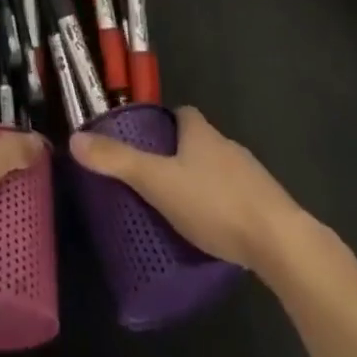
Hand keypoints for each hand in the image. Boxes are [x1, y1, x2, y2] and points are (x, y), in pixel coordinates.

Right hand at [70, 105, 321, 272]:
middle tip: (155, 182)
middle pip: (200, 142)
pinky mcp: (269, 207)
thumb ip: (118, 162)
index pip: (183, 113)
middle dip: (180, 157)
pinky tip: (213, 232)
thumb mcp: (157, 182)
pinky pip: (239, 199)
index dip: (165, 124)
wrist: (281, 243)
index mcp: (201, 133)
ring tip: (180, 210)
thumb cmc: (215, 203)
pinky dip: (224, 208)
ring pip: (220, 171)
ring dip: (203, 184)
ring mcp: (252, 176)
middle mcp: (228, 146)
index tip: (147, 142)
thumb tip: (75, 139)